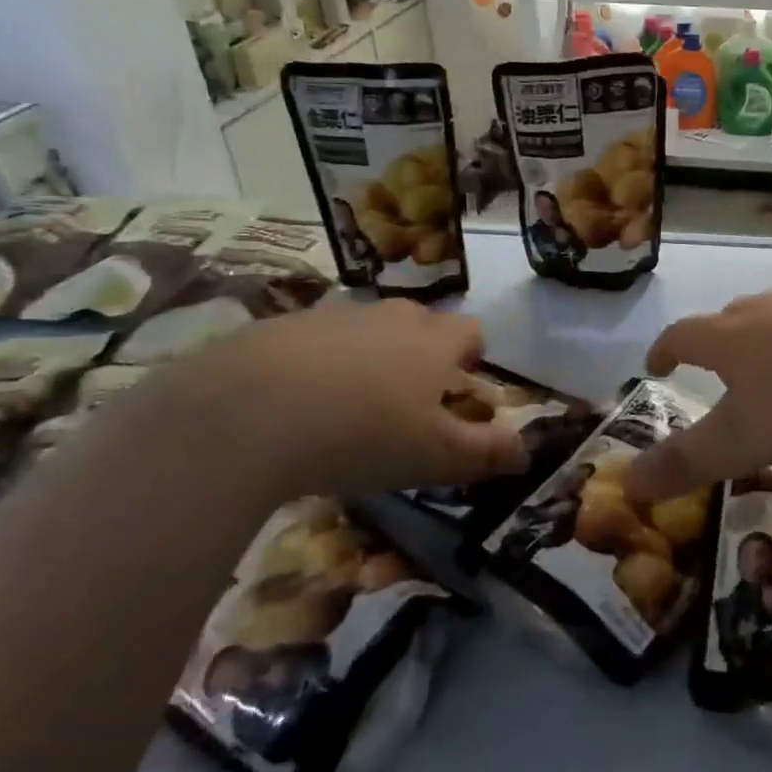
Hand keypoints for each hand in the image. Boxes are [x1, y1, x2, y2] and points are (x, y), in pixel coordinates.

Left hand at [137, 299, 526, 502]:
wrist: (246, 413)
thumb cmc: (363, 434)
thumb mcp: (435, 456)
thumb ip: (486, 453)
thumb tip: (526, 451)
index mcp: (433, 340)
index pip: (471, 332)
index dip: (472, 358)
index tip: (460, 390)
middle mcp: (390, 315)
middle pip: (419, 324)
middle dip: (420, 356)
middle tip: (405, 403)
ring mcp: (333, 315)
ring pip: (365, 331)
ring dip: (367, 359)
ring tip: (346, 407)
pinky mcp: (279, 325)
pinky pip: (313, 341)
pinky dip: (315, 364)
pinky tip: (293, 406)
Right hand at [625, 286, 771, 502]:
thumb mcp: (744, 439)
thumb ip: (687, 460)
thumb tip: (627, 482)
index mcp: (729, 336)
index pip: (681, 336)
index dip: (664, 350)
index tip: (656, 365)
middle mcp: (764, 309)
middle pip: (728, 320)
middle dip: (715, 344)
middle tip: (717, 371)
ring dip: (765, 342)